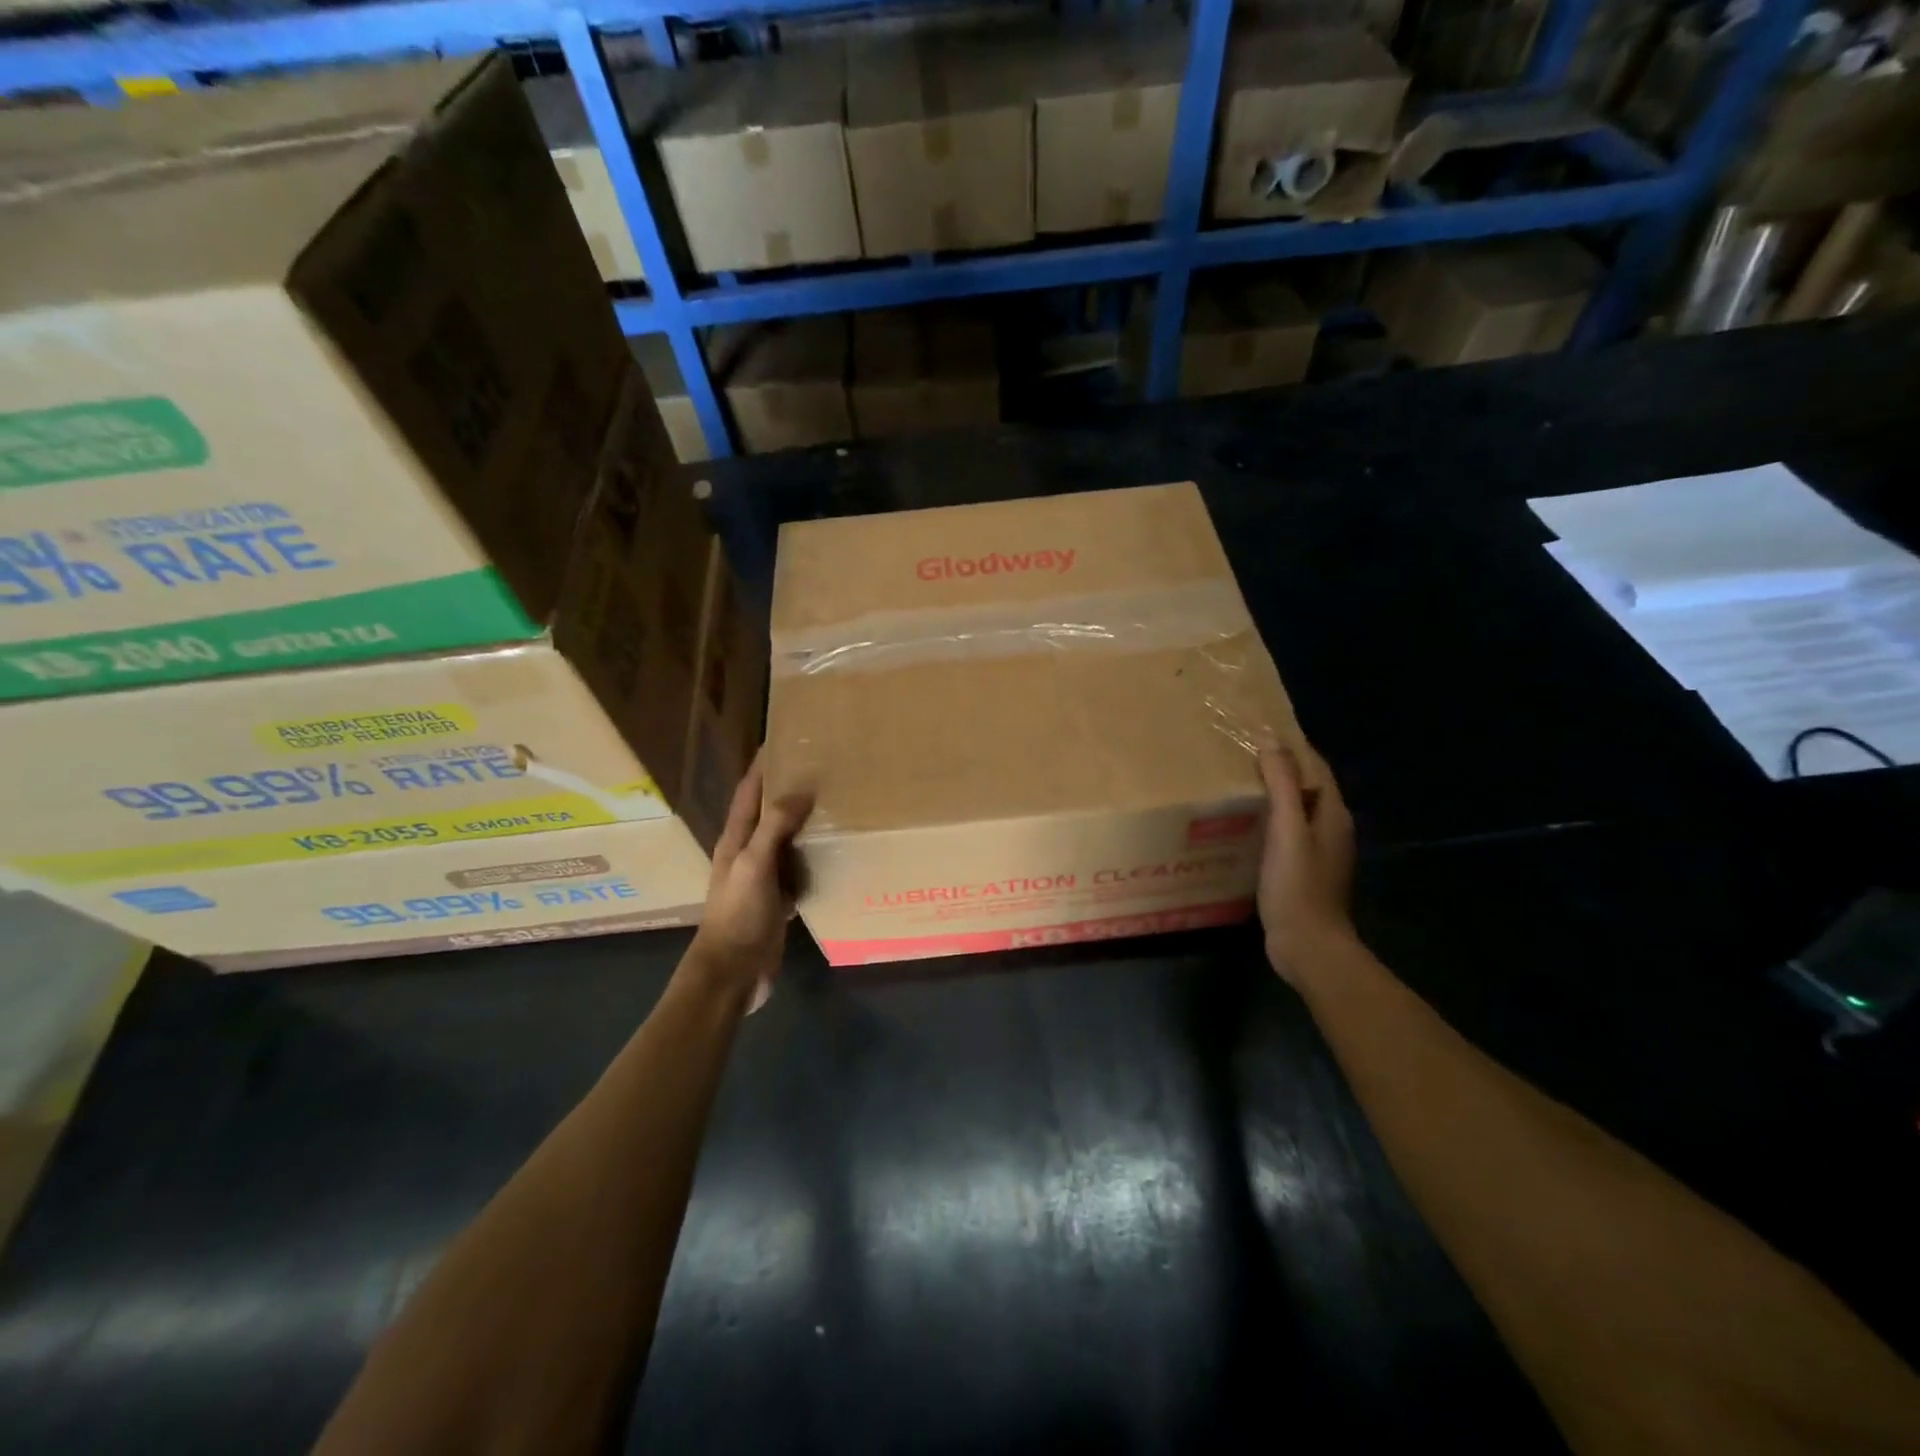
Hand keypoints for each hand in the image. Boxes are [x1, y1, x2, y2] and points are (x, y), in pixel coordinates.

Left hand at [687, 753, 811, 1008]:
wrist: (733, 972)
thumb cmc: (738, 915)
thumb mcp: (754, 866)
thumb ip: (775, 828)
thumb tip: (802, 790)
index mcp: (737, 840)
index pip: (748, 792)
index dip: (762, 766)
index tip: (782, 740)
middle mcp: (749, 853)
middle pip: (768, 812)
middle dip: (787, 788)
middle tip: (819, 767)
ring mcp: (763, 878)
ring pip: (785, 840)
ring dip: (802, 821)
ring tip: (831, 801)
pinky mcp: (777, 900)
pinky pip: (798, 869)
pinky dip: (812, 856)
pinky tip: (833, 852)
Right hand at [1256, 743, 1355, 986]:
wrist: (1308, 945)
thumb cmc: (1297, 885)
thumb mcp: (1287, 829)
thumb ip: (1282, 784)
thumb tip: (1272, 739)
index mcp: (1333, 814)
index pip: (1316, 767)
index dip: (1292, 746)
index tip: (1259, 729)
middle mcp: (1330, 829)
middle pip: (1306, 787)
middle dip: (1279, 768)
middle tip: (1240, 754)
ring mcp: (1317, 853)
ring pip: (1294, 811)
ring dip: (1271, 795)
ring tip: (1236, 783)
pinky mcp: (1301, 872)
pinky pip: (1284, 834)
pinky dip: (1266, 821)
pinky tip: (1241, 825)